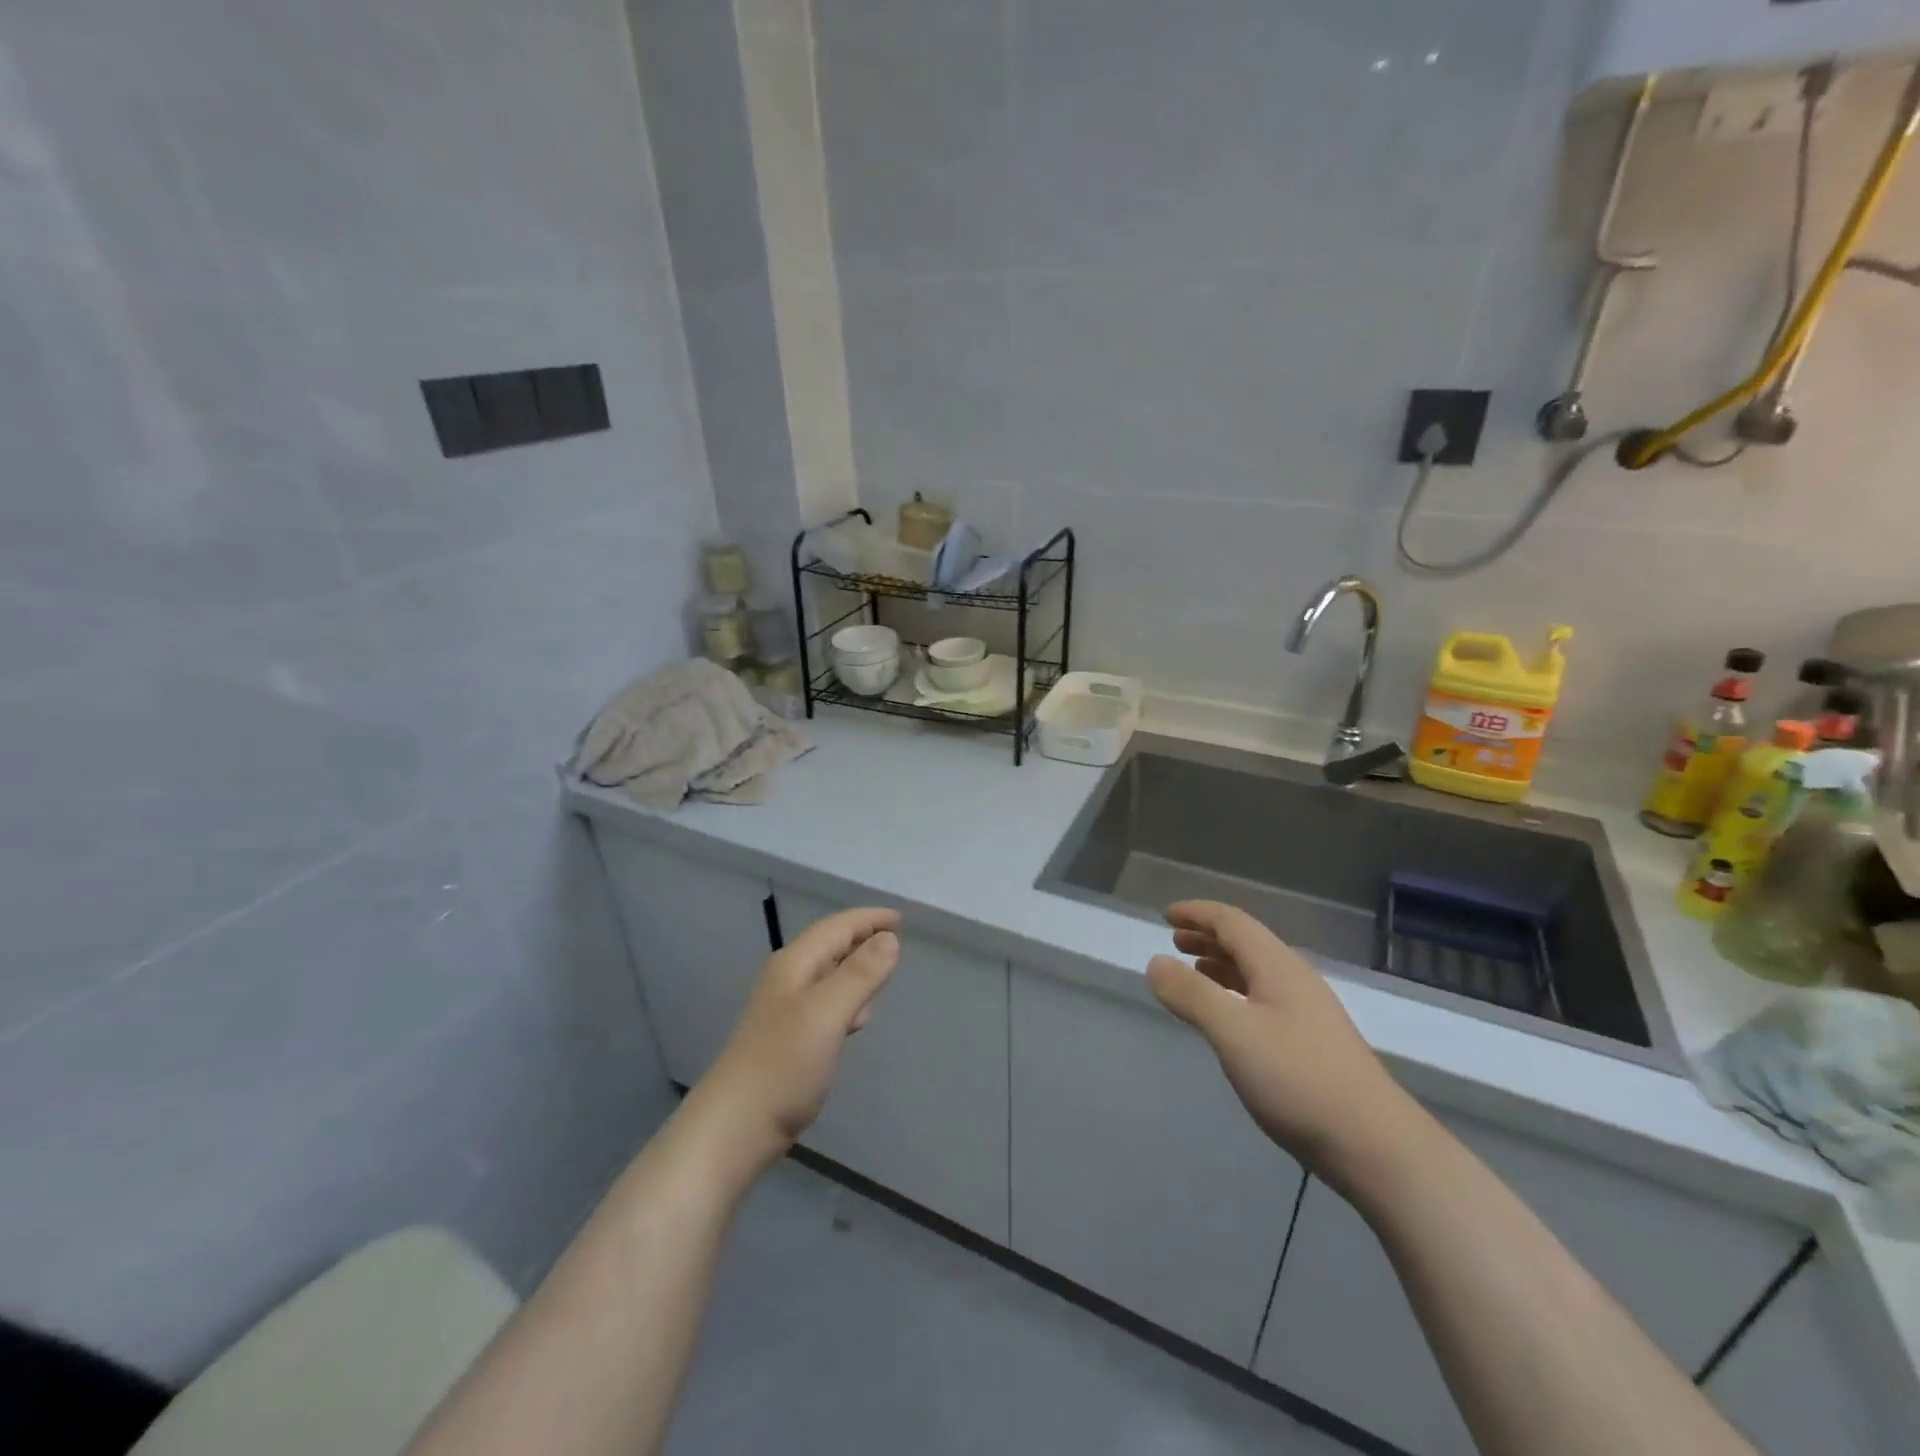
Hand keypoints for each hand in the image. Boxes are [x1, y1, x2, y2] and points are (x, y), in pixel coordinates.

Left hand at [692, 906, 901, 1171]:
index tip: (901, 918)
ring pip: (828, 974)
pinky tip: (859, 1017)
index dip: (869, 919)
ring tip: (884, 971)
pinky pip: (826, 1003)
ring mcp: (786, 1010)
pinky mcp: (790, 1038)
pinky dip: (847, 998)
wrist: (734, 1128)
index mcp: (795, 965)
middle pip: (830, 945)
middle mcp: (789, 979)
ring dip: (856, 967)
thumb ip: (860, 974)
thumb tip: (890, 938)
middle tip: (898, 940)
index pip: (837, 927)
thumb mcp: (827, 1013)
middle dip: (863, 937)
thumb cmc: (783, 1065)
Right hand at [1147, 901, 1419, 1194]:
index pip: (1232, 922)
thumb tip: (1155, 963)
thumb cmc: (1298, 1080)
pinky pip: (1264, 998)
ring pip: (1257, 972)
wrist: (1376, 1146)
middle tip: (1174, 942)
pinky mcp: (1313, 1043)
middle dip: (1208, 937)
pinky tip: (1228, 1017)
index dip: (1197, 914)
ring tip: (1193, 972)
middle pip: (1247, 943)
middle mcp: (1295, 980)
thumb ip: (1192, 995)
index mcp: (1277, 967)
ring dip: (1222, 964)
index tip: (1166, 916)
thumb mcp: (1234, 1033)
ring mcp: (1308, 1012)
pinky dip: (1236, 992)